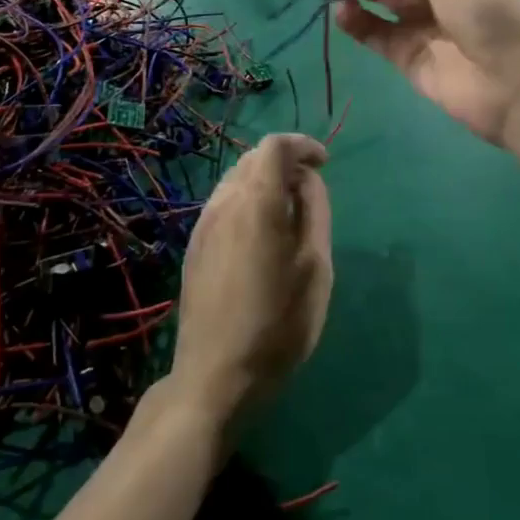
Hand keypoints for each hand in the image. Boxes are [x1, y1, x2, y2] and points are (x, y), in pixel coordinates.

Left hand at [167, 134, 331, 427]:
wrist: (216, 374)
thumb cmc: (277, 323)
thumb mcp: (315, 267)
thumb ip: (314, 211)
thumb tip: (308, 180)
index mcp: (257, 201)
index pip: (275, 146)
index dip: (303, 145)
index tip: (324, 163)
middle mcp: (225, 201)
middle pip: (254, 158)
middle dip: (285, 163)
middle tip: (312, 191)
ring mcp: (204, 222)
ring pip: (236, 179)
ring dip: (265, 182)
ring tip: (290, 214)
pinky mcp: (194, 244)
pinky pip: (224, 203)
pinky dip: (248, 201)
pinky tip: (262, 236)